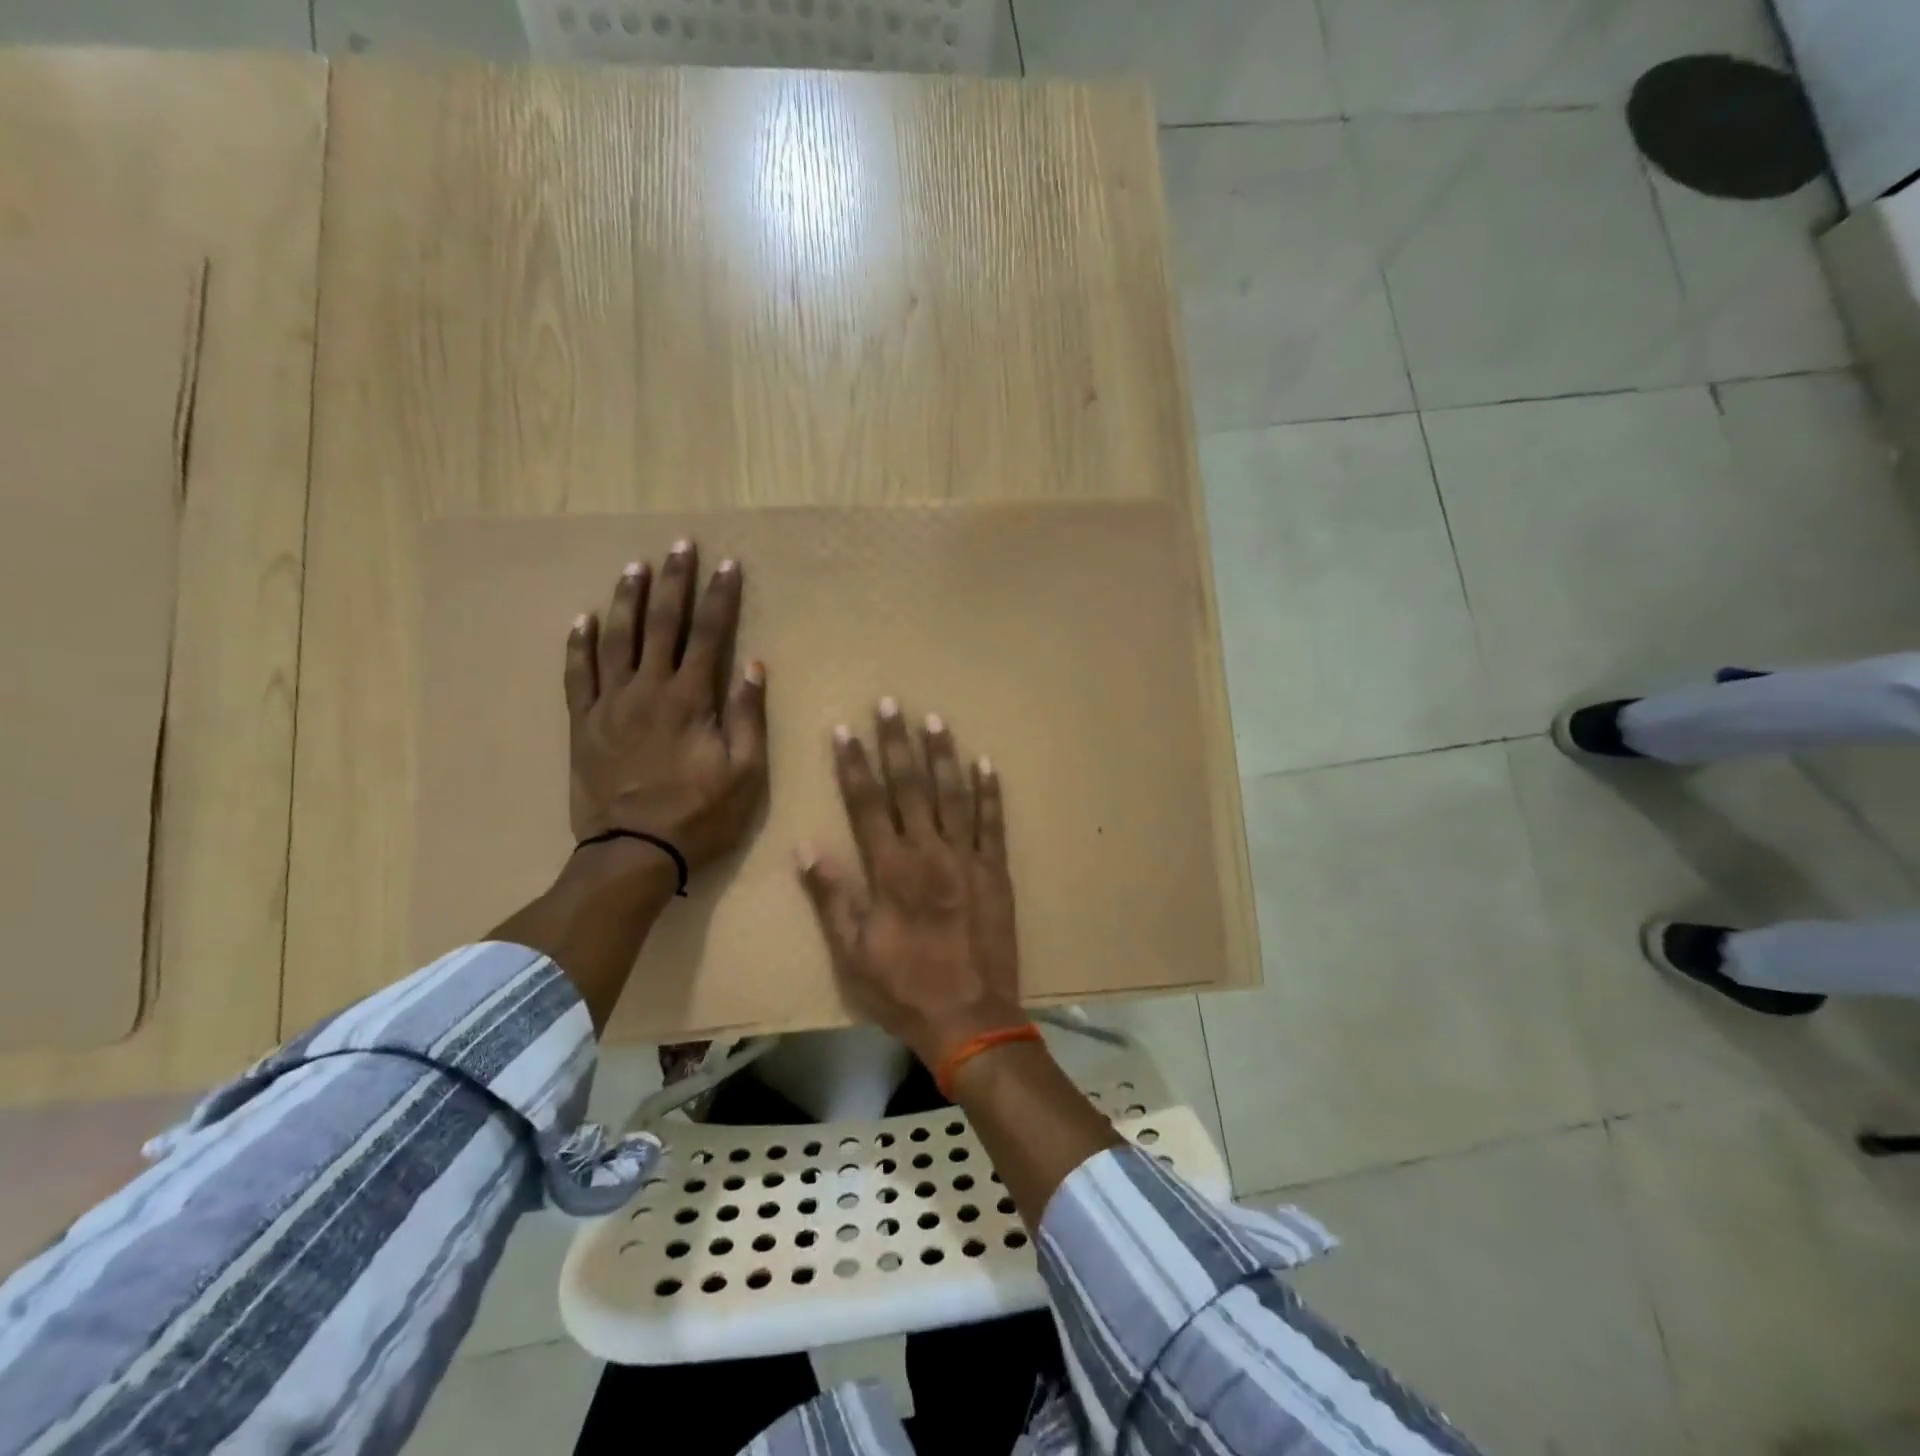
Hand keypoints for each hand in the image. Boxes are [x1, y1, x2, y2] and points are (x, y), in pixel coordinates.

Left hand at [565, 541, 768, 874]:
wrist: (634, 852)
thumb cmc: (699, 815)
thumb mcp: (745, 773)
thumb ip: (747, 715)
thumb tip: (753, 665)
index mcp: (690, 699)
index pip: (709, 634)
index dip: (720, 597)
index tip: (727, 564)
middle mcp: (648, 690)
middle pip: (661, 624)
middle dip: (674, 582)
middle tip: (679, 546)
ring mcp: (610, 705)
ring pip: (616, 639)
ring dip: (627, 600)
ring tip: (634, 567)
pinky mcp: (583, 725)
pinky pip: (577, 675)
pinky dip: (579, 644)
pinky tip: (582, 619)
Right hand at [797, 698, 1021, 1066]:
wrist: (970, 1018)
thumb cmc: (904, 988)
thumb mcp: (852, 952)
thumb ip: (832, 897)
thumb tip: (806, 846)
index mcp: (891, 870)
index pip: (867, 804)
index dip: (854, 765)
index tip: (844, 729)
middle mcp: (930, 853)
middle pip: (910, 787)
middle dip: (897, 743)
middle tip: (891, 704)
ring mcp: (968, 858)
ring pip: (953, 795)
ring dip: (943, 756)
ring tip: (935, 720)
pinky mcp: (996, 871)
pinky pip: (993, 823)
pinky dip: (990, 792)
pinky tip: (986, 763)